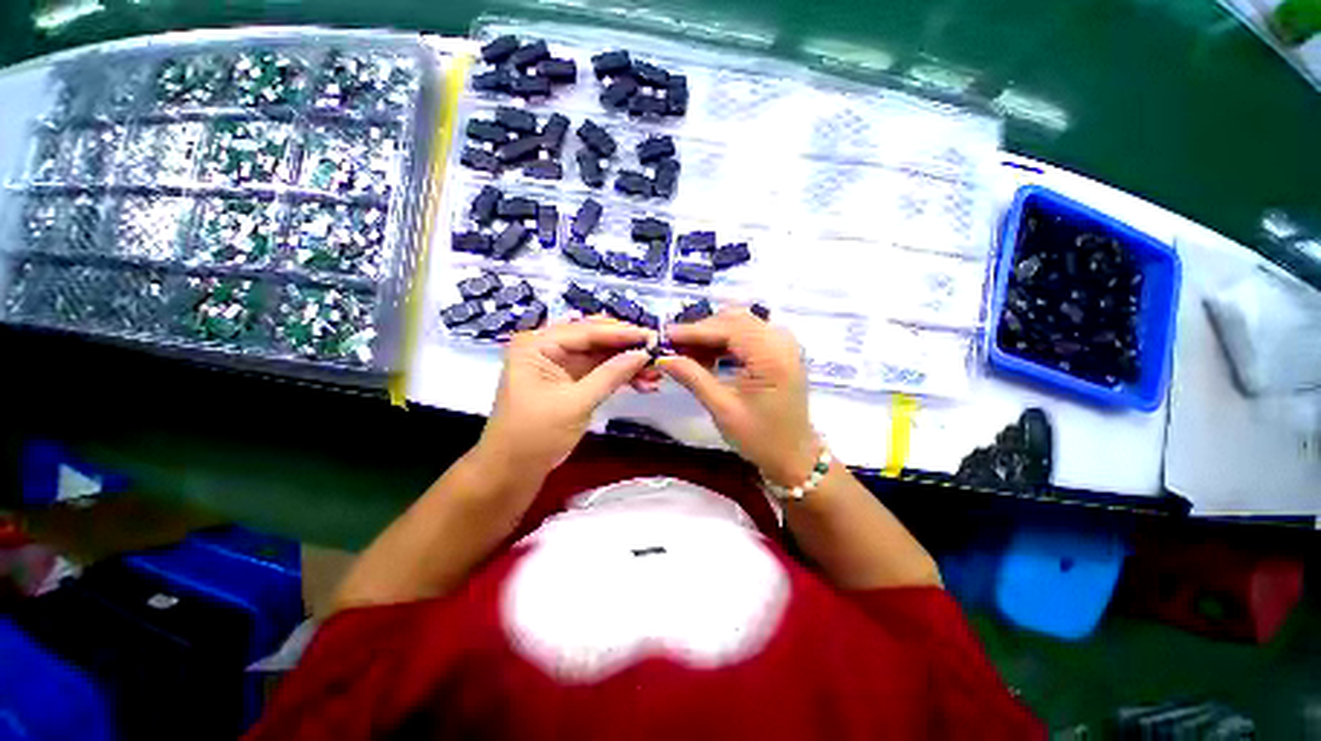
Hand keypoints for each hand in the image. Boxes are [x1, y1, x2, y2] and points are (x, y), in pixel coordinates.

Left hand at [478, 317, 654, 477]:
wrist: (510, 471)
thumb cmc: (535, 436)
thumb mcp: (575, 404)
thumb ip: (610, 375)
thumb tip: (643, 353)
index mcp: (536, 344)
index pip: (585, 331)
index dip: (621, 333)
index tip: (654, 336)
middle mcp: (543, 346)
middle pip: (591, 338)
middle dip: (624, 346)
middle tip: (658, 351)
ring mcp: (552, 365)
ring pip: (595, 356)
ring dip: (623, 363)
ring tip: (655, 373)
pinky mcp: (562, 383)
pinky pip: (592, 372)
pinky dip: (614, 376)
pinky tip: (640, 382)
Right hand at [658, 308, 818, 486]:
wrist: (794, 455)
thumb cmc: (761, 438)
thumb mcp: (723, 410)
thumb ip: (694, 378)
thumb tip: (663, 358)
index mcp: (771, 356)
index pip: (728, 329)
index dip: (694, 331)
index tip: (664, 336)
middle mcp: (781, 341)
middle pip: (735, 320)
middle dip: (703, 330)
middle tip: (673, 346)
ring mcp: (784, 344)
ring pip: (741, 323)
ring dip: (714, 334)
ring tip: (686, 353)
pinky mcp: (782, 351)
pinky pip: (750, 334)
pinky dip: (728, 340)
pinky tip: (708, 356)